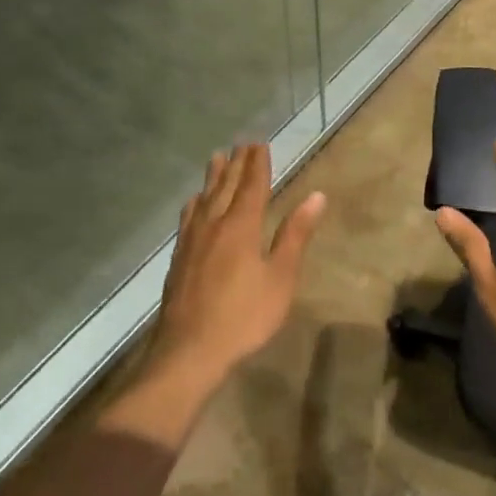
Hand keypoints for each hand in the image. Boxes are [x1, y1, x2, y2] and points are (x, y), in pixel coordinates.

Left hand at [151, 144, 325, 388]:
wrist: (189, 351)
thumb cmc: (244, 316)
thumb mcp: (280, 278)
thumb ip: (295, 235)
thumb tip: (316, 196)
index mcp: (241, 227)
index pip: (252, 186)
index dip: (257, 164)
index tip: (260, 144)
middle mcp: (214, 225)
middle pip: (225, 187)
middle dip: (236, 165)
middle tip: (241, 144)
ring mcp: (192, 242)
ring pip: (203, 199)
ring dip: (212, 178)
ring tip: (216, 159)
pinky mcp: (179, 259)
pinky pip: (188, 218)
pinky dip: (194, 203)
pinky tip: (193, 205)